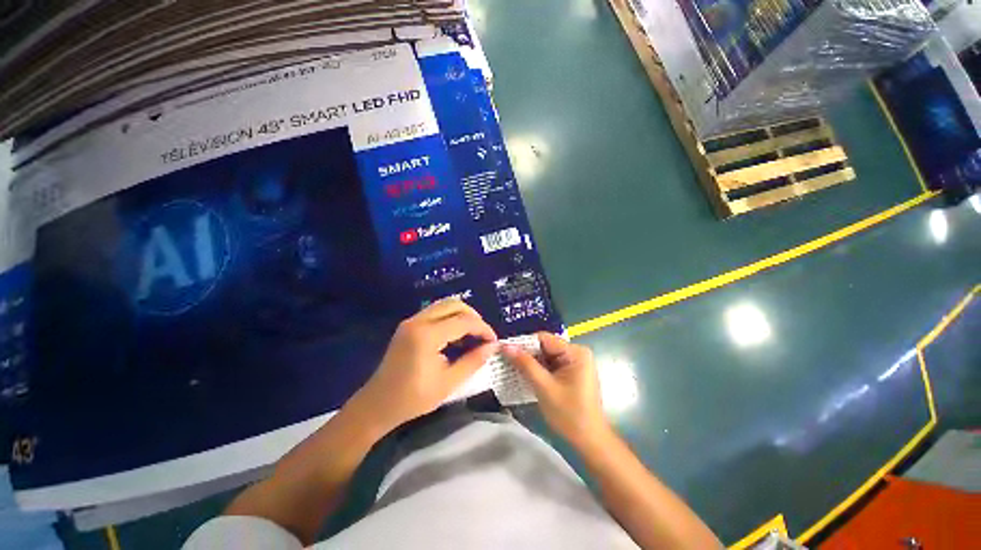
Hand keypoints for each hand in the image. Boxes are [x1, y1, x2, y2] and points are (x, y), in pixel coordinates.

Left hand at [352, 298, 497, 431]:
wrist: (377, 404)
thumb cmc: (413, 398)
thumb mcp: (448, 382)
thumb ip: (473, 361)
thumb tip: (492, 346)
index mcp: (427, 335)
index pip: (464, 321)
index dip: (483, 328)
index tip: (493, 341)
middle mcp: (418, 321)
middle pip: (454, 304)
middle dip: (473, 317)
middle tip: (483, 335)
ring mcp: (411, 321)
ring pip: (444, 305)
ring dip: (462, 315)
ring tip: (472, 335)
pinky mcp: (408, 325)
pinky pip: (435, 312)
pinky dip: (450, 318)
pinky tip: (455, 336)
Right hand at [503, 333, 611, 448]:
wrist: (589, 441)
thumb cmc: (569, 414)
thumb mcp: (544, 387)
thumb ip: (525, 364)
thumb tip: (506, 346)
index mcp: (575, 352)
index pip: (543, 338)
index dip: (523, 343)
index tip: (505, 350)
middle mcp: (576, 353)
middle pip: (544, 347)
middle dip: (526, 354)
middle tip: (504, 360)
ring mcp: (574, 363)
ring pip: (546, 356)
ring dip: (530, 363)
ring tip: (510, 367)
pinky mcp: (571, 373)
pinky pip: (550, 365)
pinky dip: (538, 370)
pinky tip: (524, 376)